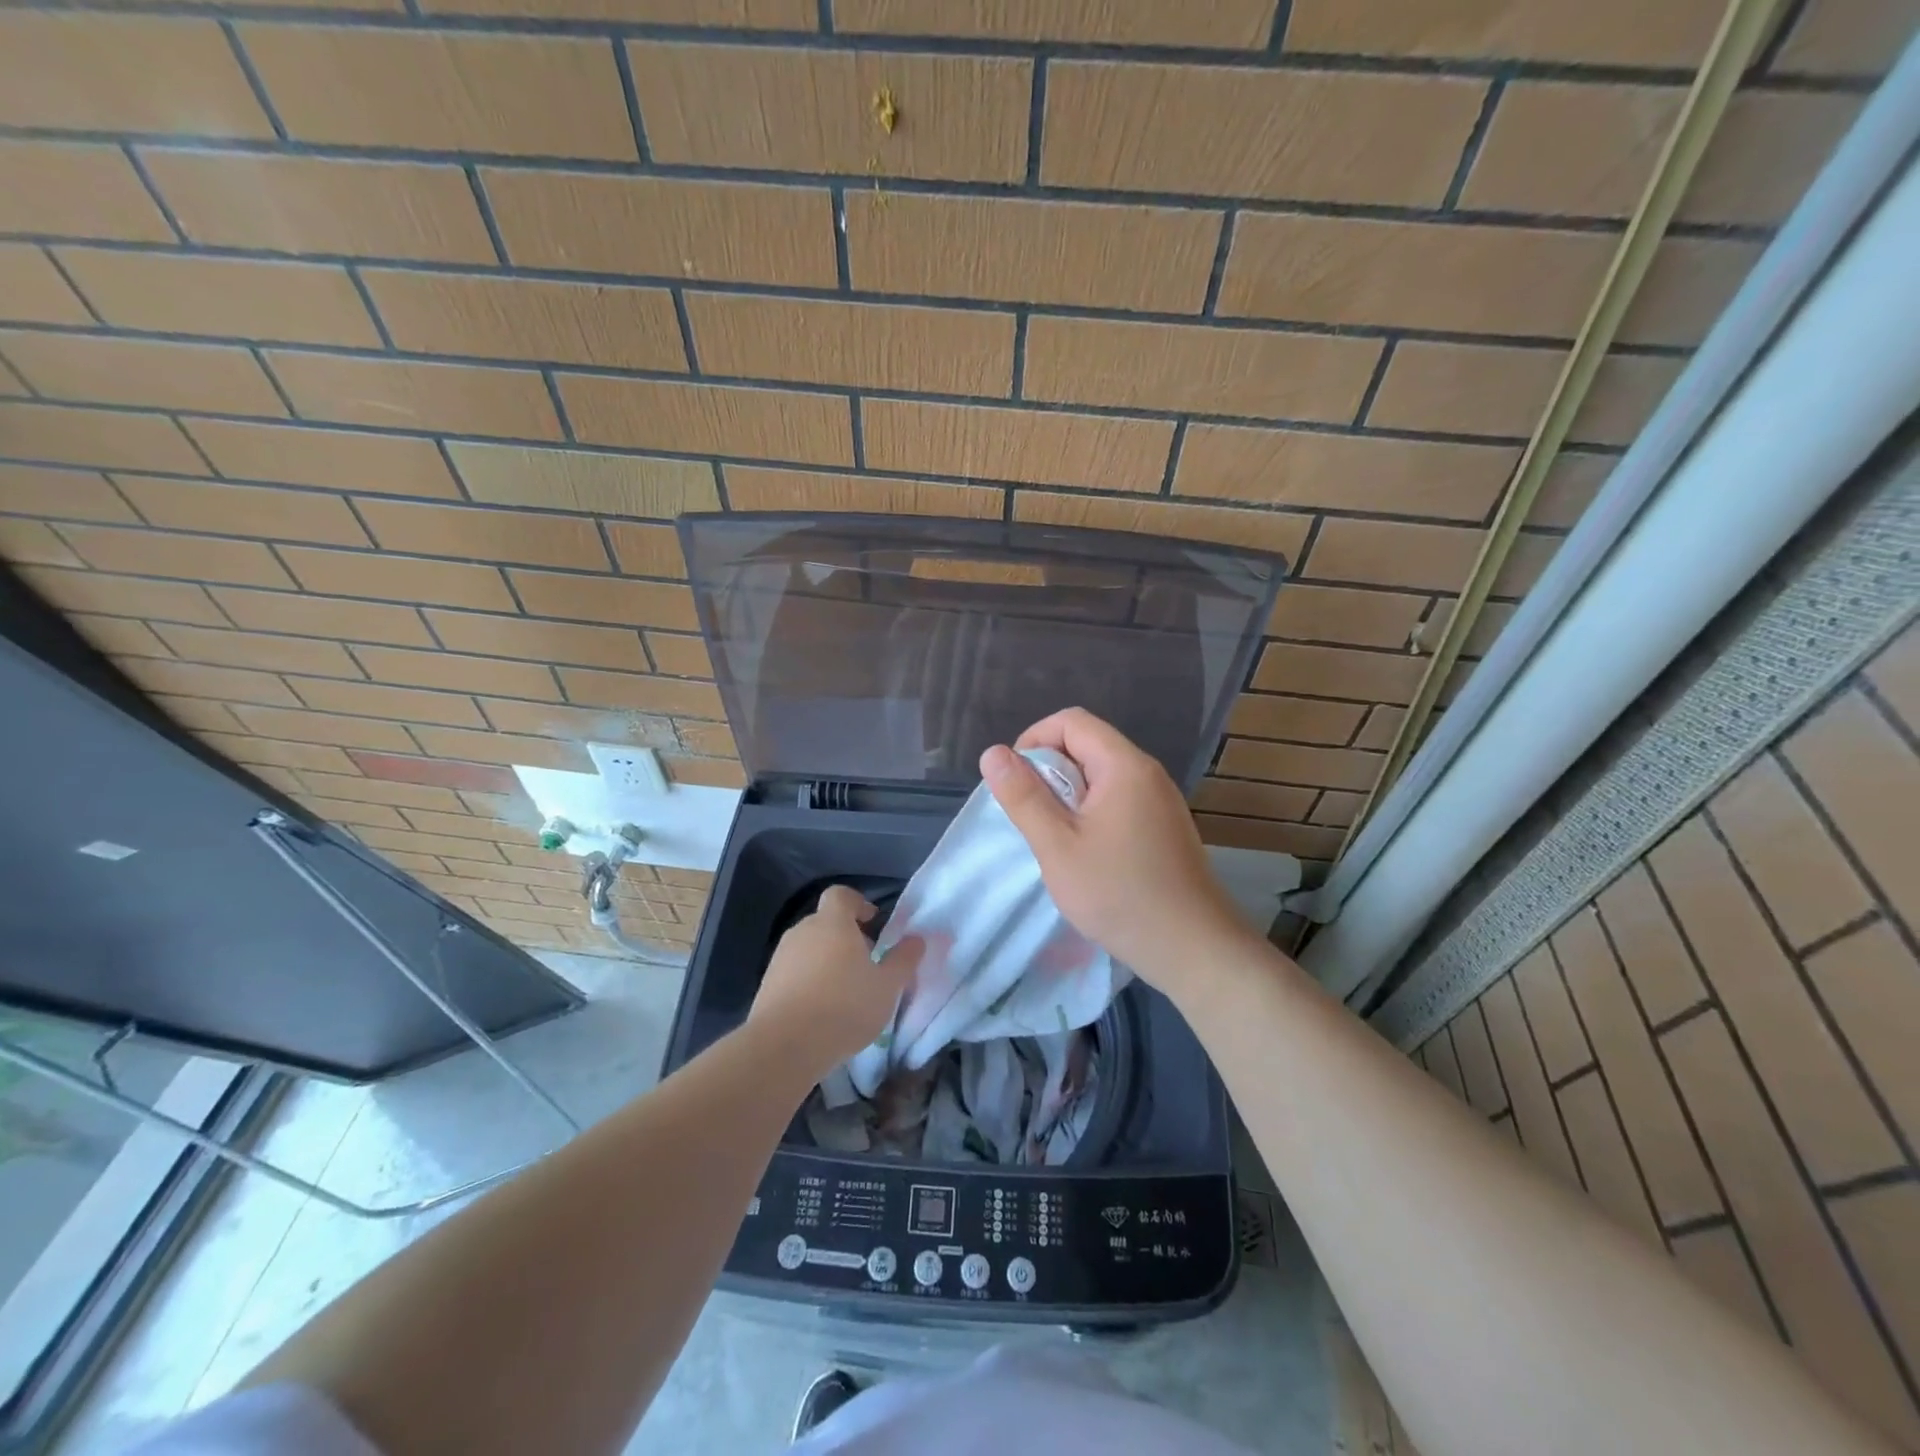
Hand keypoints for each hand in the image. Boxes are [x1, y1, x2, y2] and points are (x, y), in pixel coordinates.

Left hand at [748, 885, 920, 1081]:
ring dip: (826, 961)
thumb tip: (917, 939)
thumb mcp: (887, 987)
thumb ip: (904, 960)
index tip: (872, 923)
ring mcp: (780, 957)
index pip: (841, 895)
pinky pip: (794, 972)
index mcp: (832, 923)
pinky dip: (808, 982)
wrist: (784, 1046)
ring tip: (844, 993)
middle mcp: (803, 931)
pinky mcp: (767, 984)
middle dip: (846, 937)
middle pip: (826, 922)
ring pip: (809, 948)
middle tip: (866, 965)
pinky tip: (820, 1011)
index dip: (858, 903)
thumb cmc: (844, 1007)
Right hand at [980, 709, 1256, 999]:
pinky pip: (1120, 799)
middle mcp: (1147, 772)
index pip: (1071, 721)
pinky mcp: (1165, 826)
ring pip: (1102, 775)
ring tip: (1055, 837)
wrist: (1193, 948)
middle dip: (1050, 770)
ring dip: (1069, 795)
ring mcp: (1161, 800)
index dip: (1034, 740)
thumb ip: (1024, 796)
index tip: (1016, 782)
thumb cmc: (1119, 894)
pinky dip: (1092, 812)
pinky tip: (1086, 853)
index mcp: (1124, 765)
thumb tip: (994, 753)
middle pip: (1088, 744)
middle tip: (1032, 816)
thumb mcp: (1058, 846)